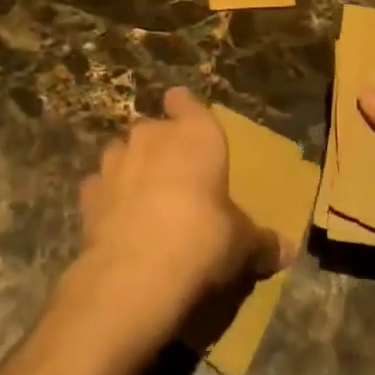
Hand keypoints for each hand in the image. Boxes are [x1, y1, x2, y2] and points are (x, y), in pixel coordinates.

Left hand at [72, 87, 283, 352]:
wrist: (137, 271)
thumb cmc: (203, 238)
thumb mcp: (242, 244)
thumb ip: (260, 241)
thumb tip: (286, 249)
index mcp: (196, 134)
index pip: (186, 102)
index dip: (184, 107)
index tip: (182, 111)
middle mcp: (152, 136)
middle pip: (153, 128)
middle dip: (160, 146)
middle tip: (175, 176)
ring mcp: (115, 162)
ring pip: (121, 153)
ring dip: (131, 168)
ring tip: (144, 198)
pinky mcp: (87, 193)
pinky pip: (99, 187)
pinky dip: (107, 198)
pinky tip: (116, 220)